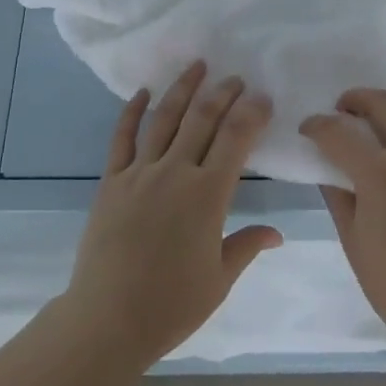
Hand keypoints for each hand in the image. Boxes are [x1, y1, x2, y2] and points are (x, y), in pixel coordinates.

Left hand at [58, 62, 282, 371]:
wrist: (108, 319)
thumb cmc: (171, 305)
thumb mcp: (219, 279)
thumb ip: (247, 246)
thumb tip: (277, 233)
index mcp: (207, 196)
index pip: (235, 140)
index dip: (251, 113)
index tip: (262, 98)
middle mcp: (175, 173)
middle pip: (202, 120)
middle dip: (222, 94)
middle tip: (235, 78)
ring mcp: (139, 173)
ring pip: (164, 119)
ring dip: (183, 89)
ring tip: (197, 66)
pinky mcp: (111, 181)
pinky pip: (122, 138)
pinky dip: (132, 112)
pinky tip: (142, 92)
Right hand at [301, 90, 385, 363]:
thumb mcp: (353, 239)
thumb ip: (337, 194)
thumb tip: (328, 167)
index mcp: (381, 175)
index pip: (339, 133)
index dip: (317, 126)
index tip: (308, 128)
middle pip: (384, 104)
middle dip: (356, 100)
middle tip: (342, 109)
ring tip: (375, 120)